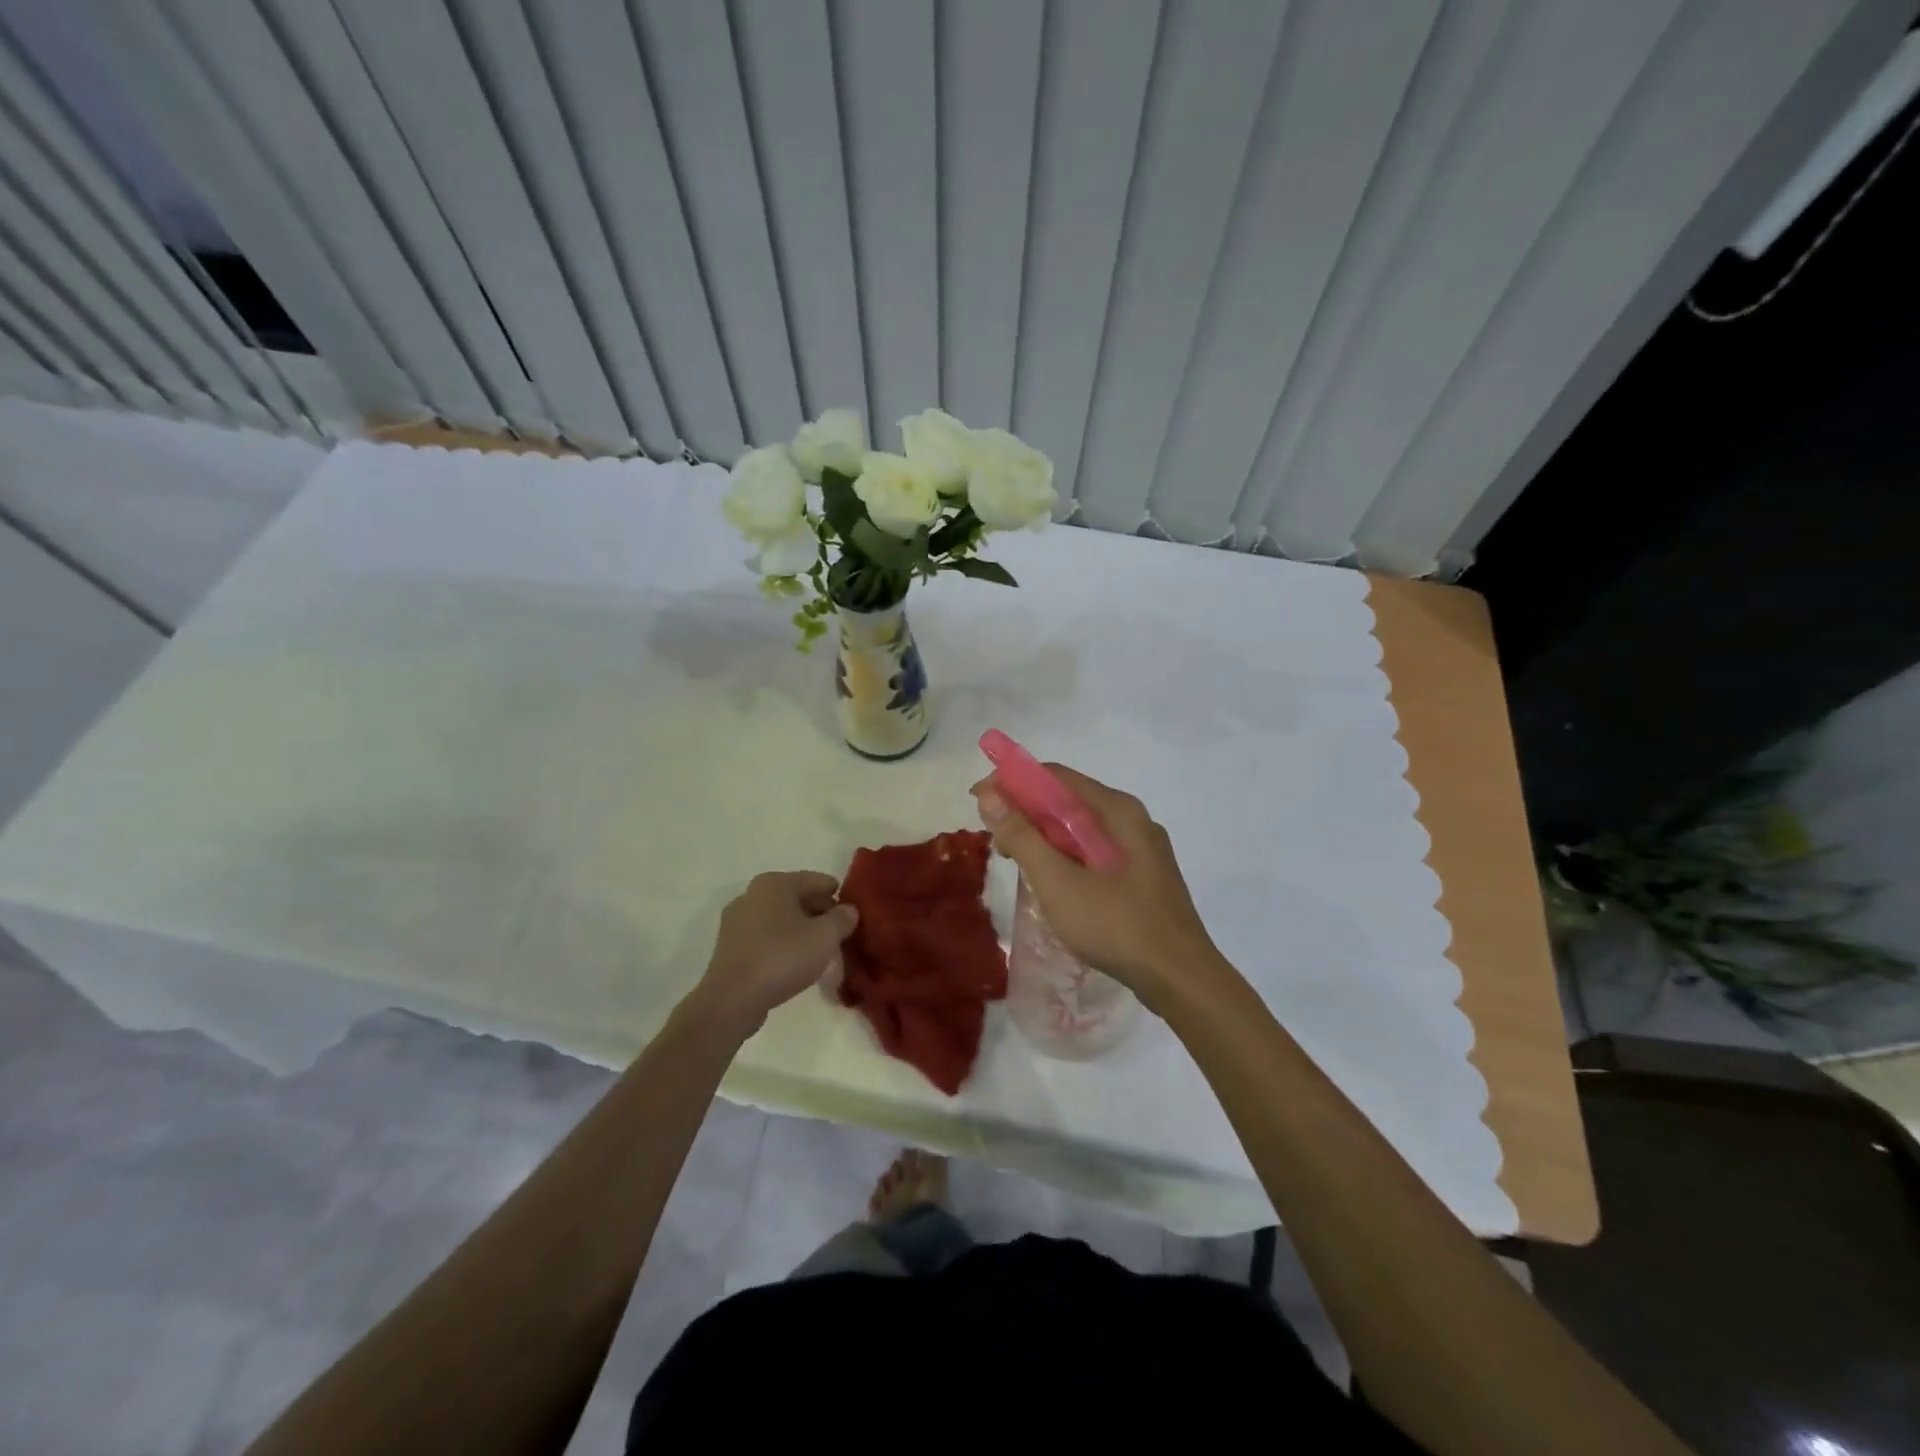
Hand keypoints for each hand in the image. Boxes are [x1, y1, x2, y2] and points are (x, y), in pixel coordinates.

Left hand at [689, 871, 859, 1036]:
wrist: (732, 1000)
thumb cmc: (782, 958)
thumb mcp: (825, 937)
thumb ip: (842, 919)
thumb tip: (849, 911)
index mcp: (774, 882)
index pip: (818, 881)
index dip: (839, 898)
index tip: (852, 918)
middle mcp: (752, 894)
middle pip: (798, 898)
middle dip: (820, 914)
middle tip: (839, 936)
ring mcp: (737, 921)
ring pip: (781, 918)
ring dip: (801, 931)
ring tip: (819, 952)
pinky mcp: (730, 947)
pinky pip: (765, 937)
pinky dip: (782, 944)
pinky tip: (794, 964)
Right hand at [972, 766, 1225, 1011]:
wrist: (1182, 980)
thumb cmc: (1117, 925)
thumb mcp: (1060, 883)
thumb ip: (1023, 837)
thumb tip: (990, 795)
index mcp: (1117, 810)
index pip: (1056, 776)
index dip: (1013, 782)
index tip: (979, 801)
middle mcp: (1132, 820)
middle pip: (1069, 800)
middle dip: (1026, 811)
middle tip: (995, 839)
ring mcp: (1141, 849)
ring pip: (1082, 828)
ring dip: (1044, 836)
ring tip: (1015, 860)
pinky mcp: (1143, 876)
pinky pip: (1095, 851)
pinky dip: (1066, 855)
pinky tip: (1050, 880)